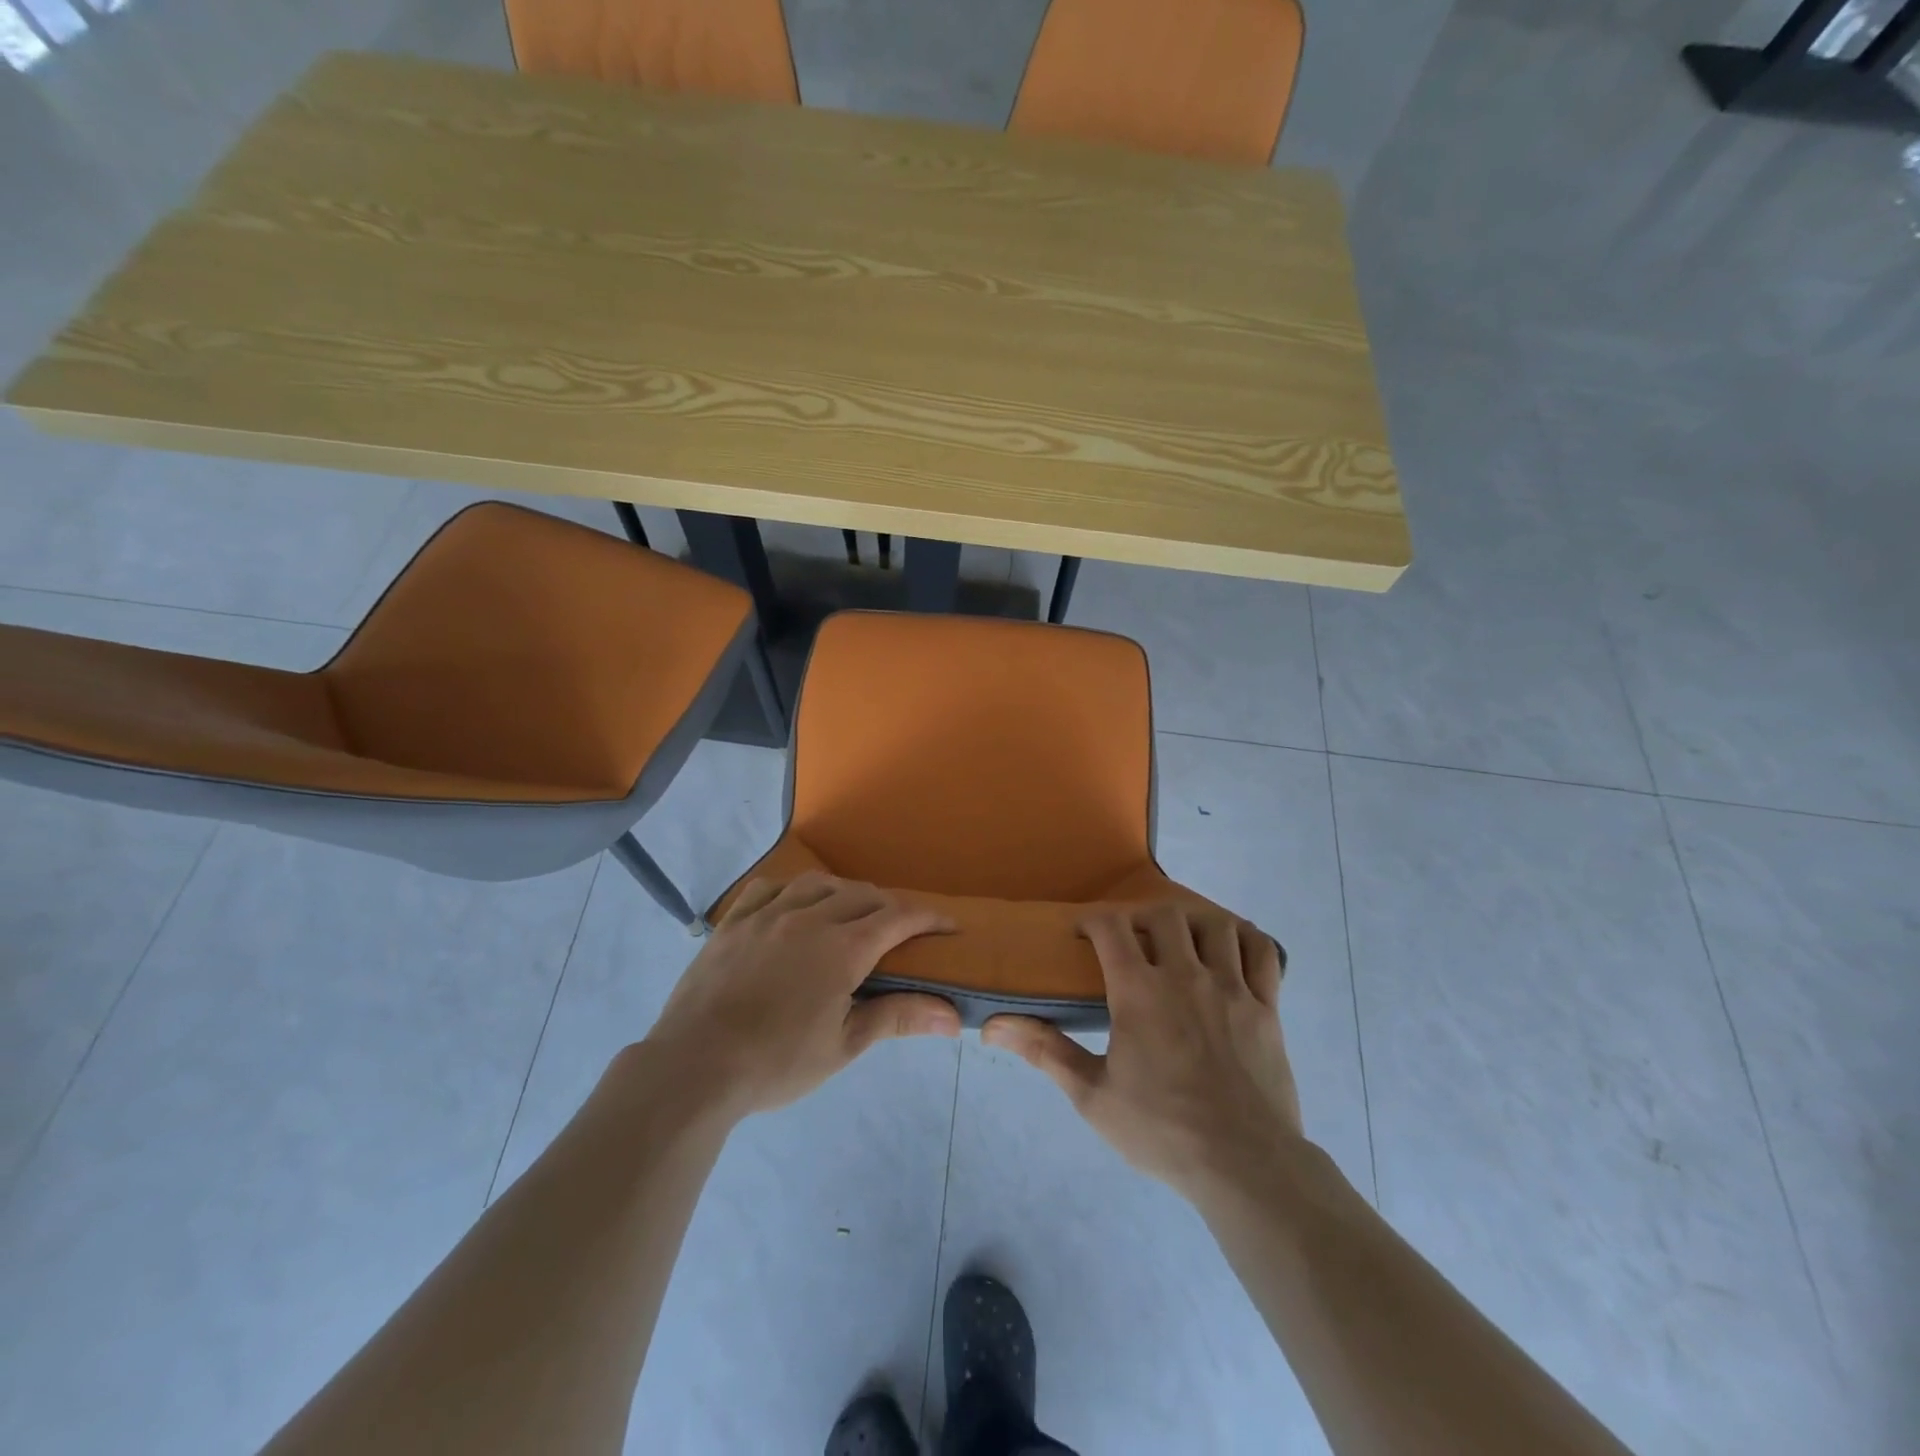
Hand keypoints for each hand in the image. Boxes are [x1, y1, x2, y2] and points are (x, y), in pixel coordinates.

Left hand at [642, 872, 959, 1119]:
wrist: (695, 1067)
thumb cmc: (776, 1063)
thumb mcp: (843, 1045)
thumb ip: (898, 1017)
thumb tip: (953, 1016)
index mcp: (843, 948)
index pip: (898, 918)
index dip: (929, 918)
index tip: (948, 926)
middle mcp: (809, 918)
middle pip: (862, 895)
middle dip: (890, 907)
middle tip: (901, 930)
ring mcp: (767, 915)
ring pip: (817, 884)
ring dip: (843, 893)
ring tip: (848, 913)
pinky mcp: (733, 922)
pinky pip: (767, 888)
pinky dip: (790, 890)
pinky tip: (791, 906)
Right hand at [983, 904, 1303, 1203]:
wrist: (1245, 1167)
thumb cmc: (1162, 1131)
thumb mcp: (1092, 1096)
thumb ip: (1044, 1051)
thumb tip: (992, 1026)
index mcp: (1139, 992)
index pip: (1111, 926)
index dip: (1093, 919)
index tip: (1082, 933)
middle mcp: (1185, 975)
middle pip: (1163, 915)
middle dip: (1140, 916)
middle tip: (1129, 939)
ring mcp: (1232, 988)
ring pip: (1215, 924)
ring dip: (1193, 922)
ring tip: (1180, 940)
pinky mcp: (1267, 1007)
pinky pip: (1262, 952)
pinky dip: (1245, 939)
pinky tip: (1230, 950)